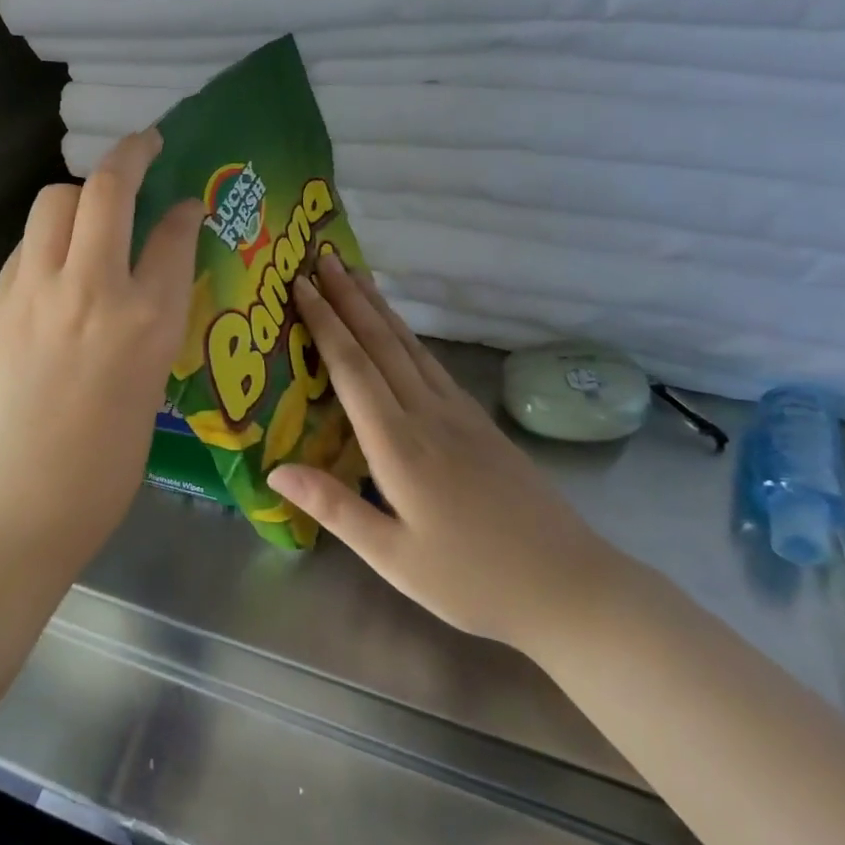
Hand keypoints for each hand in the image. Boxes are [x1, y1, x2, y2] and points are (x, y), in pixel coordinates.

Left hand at [0, 130, 203, 577]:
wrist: (6, 512)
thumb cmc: (97, 476)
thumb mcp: (148, 394)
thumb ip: (152, 328)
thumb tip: (148, 288)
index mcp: (147, 323)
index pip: (172, 235)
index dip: (182, 210)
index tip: (186, 201)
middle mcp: (93, 290)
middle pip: (107, 189)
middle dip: (131, 153)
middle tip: (146, 144)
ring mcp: (36, 290)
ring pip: (55, 201)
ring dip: (80, 191)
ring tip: (95, 206)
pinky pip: (28, 242)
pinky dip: (49, 234)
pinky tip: (58, 257)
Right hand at [267, 255, 628, 652]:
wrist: (570, 586)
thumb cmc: (472, 579)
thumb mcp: (393, 557)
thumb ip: (333, 507)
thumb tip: (274, 468)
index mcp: (399, 445)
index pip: (353, 368)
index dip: (325, 323)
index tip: (301, 285)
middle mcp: (427, 415)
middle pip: (381, 342)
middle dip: (348, 297)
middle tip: (322, 258)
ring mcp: (459, 413)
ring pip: (409, 346)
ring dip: (378, 306)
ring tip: (355, 274)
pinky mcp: (479, 421)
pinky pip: (431, 363)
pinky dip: (406, 334)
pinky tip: (399, 329)